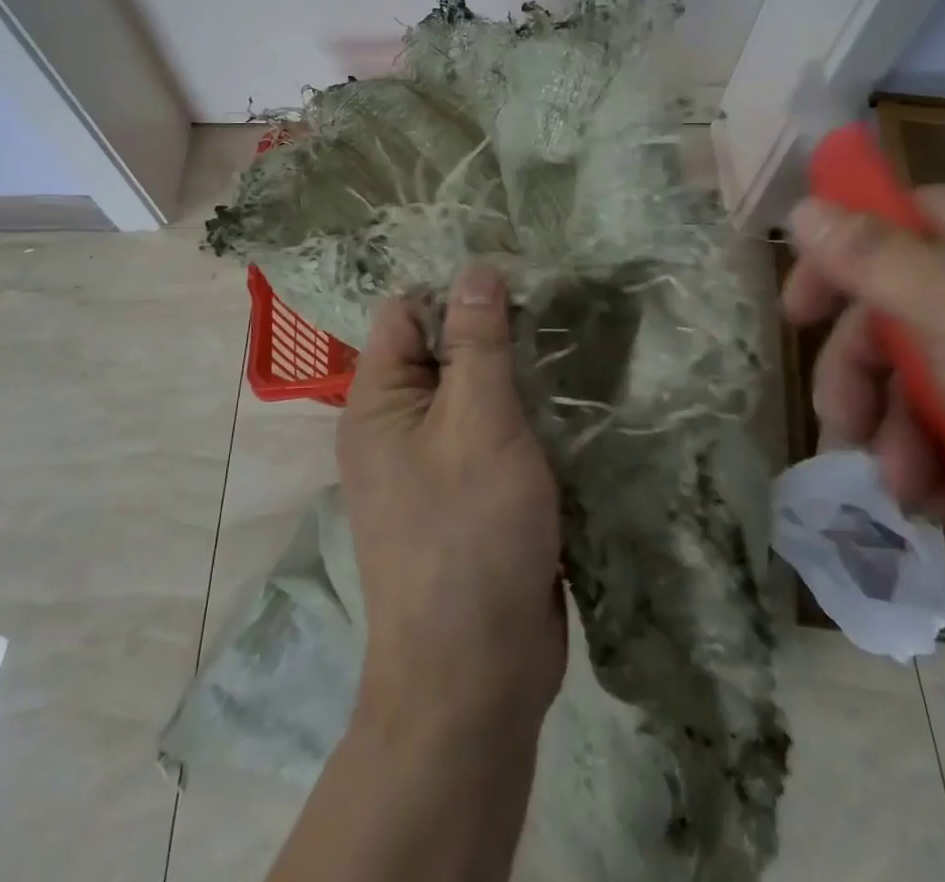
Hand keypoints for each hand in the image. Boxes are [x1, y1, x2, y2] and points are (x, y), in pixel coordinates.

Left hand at [339, 266, 565, 742]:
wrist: (476, 674)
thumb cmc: (470, 533)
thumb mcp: (478, 423)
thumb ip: (478, 343)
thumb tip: (475, 270)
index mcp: (377, 403)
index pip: (406, 313)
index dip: (455, 290)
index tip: (516, 276)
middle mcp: (394, 427)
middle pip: (441, 351)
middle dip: (491, 331)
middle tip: (553, 305)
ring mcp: (431, 464)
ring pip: (471, 393)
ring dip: (512, 375)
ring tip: (568, 342)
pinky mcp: (467, 494)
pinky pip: (488, 434)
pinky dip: (520, 415)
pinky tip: (564, 401)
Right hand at [782, 183, 944, 559]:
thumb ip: (869, 256)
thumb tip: (803, 204)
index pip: (887, 225)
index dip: (833, 266)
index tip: (797, 316)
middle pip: (906, 308)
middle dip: (866, 375)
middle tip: (844, 430)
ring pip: (942, 372)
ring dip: (905, 430)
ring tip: (908, 490)